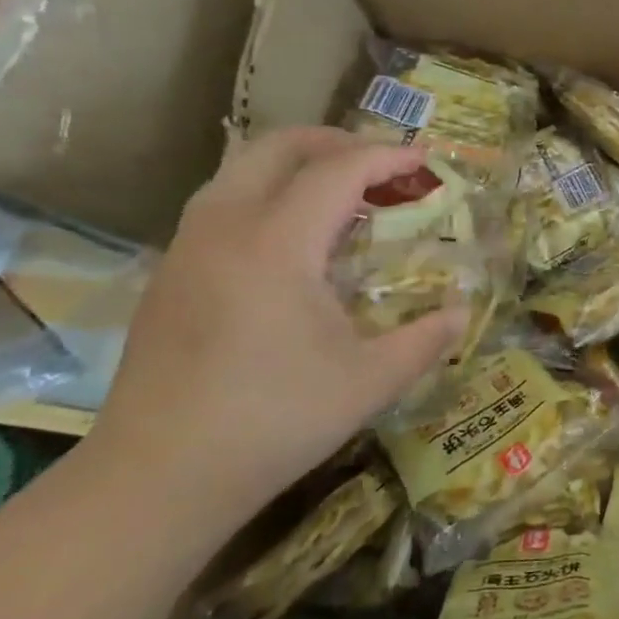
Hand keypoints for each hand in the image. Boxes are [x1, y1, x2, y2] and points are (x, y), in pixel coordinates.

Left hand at [92, 128, 465, 536]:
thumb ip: (426, 339)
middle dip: (337, 141)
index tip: (425, 161)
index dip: (387, 157)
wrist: (157, 477)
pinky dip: (267, 195)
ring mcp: (188, 248)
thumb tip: (462, 313)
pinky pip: (222, 204)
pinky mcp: (170, 274)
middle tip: (383, 164)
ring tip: (342, 196)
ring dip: (297, 165)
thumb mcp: (370, 382)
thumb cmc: (273, 422)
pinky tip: (292, 242)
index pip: (339, 170)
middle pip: (278, 147)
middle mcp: (225, 227)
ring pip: (241, 170)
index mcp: (277, 244)